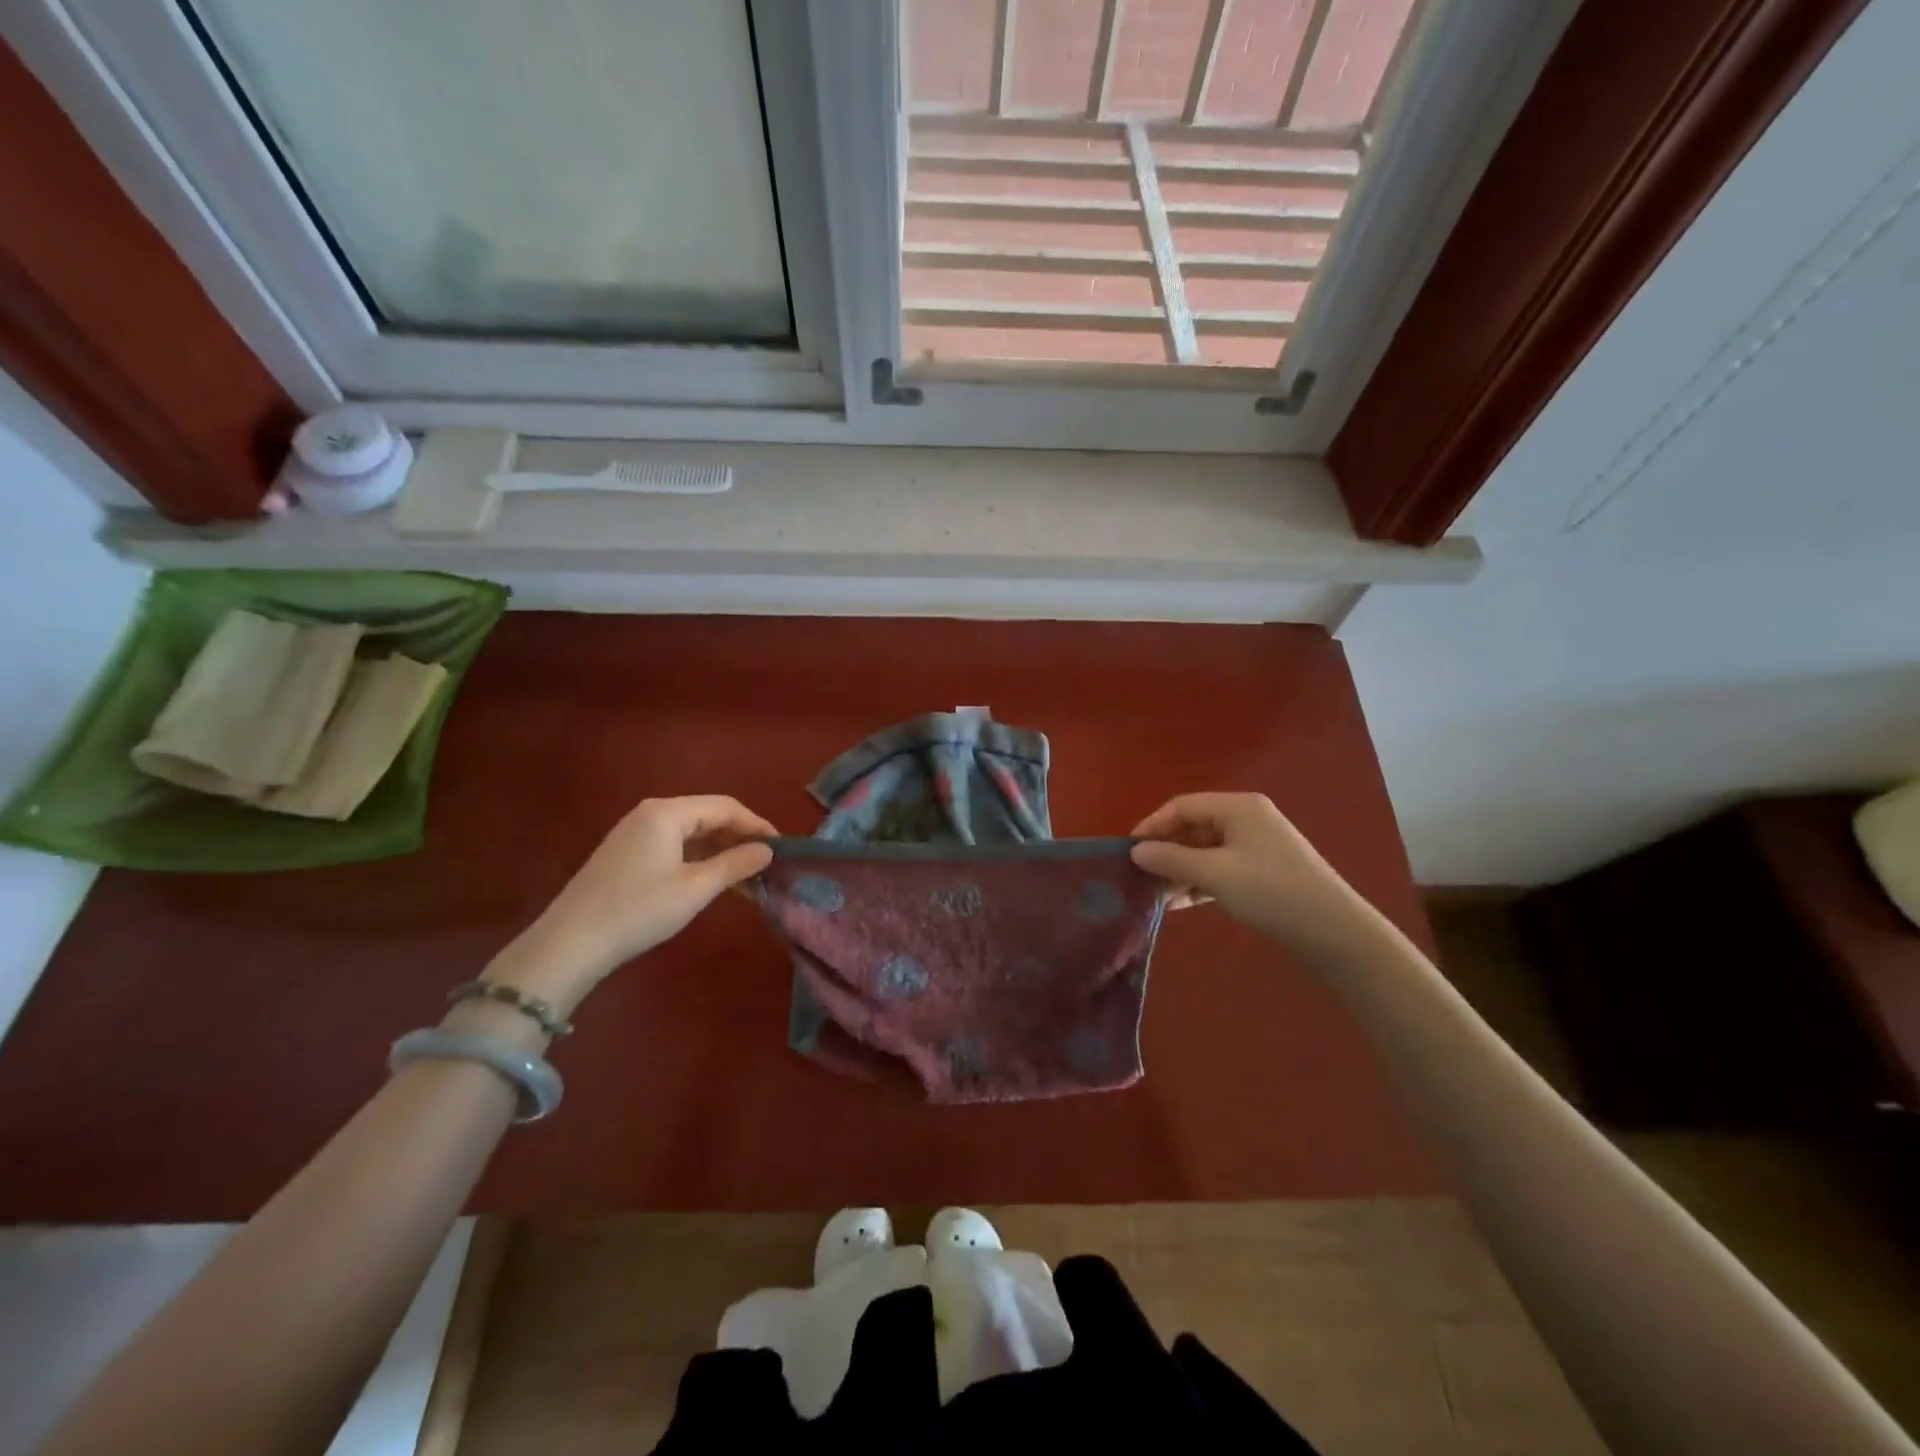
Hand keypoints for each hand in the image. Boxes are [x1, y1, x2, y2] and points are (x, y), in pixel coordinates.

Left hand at [490, 796, 775, 1011]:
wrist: (569, 944)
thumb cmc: (639, 910)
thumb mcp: (696, 888)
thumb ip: (736, 864)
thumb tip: (768, 850)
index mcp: (667, 812)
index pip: (726, 806)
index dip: (757, 825)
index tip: (781, 848)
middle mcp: (651, 814)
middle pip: (708, 817)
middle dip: (740, 839)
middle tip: (766, 866)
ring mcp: (635, 834)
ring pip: (692, 834)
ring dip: (721, 853)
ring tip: (747, 879)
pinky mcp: (626, 855)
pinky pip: (674, 847)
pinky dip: (699, 861)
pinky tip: (714, 883)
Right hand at [1130, 792, 1374, 957]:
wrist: (1332, 929)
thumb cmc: (1269, 890)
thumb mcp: (1214, 873)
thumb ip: (1171, 859)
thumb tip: (1135, 851)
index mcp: (1238, 807)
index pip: (1182, 806)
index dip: (1153, 825)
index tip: (1128, 851)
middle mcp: (1248, 819)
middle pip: (1194, 827)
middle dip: (1166, 851)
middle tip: (1140, 875)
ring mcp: (1258, 845)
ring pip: (1206, 851)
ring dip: (1181, 870)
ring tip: (1157, 895)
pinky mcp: (1263, 871)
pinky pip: (1221, 868)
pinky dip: (1200, 882)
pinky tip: (1181, 904)